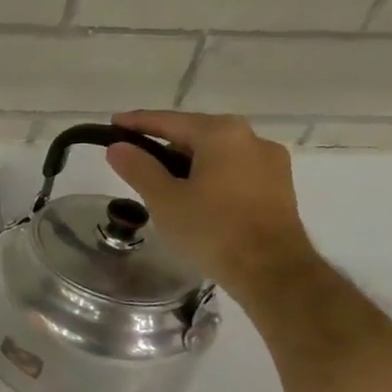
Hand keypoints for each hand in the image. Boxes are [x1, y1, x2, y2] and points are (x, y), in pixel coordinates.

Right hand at [104, 110, 318, 299]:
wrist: (272, 271)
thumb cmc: (212, 229)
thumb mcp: (164, 199)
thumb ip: (139, 168)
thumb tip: (118, 147)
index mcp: (221, 134)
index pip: (168, 121)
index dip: (137, 122)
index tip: (113, 123)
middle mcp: (251, 138)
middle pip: (196, 133)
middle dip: (164, 142)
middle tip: (134, 155)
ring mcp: (270, 162)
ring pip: (217, 152)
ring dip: (187, 160)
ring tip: (161, 179)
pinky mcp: (278, 186)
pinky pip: (234, 169)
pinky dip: (209, 174)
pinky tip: (194, 194)